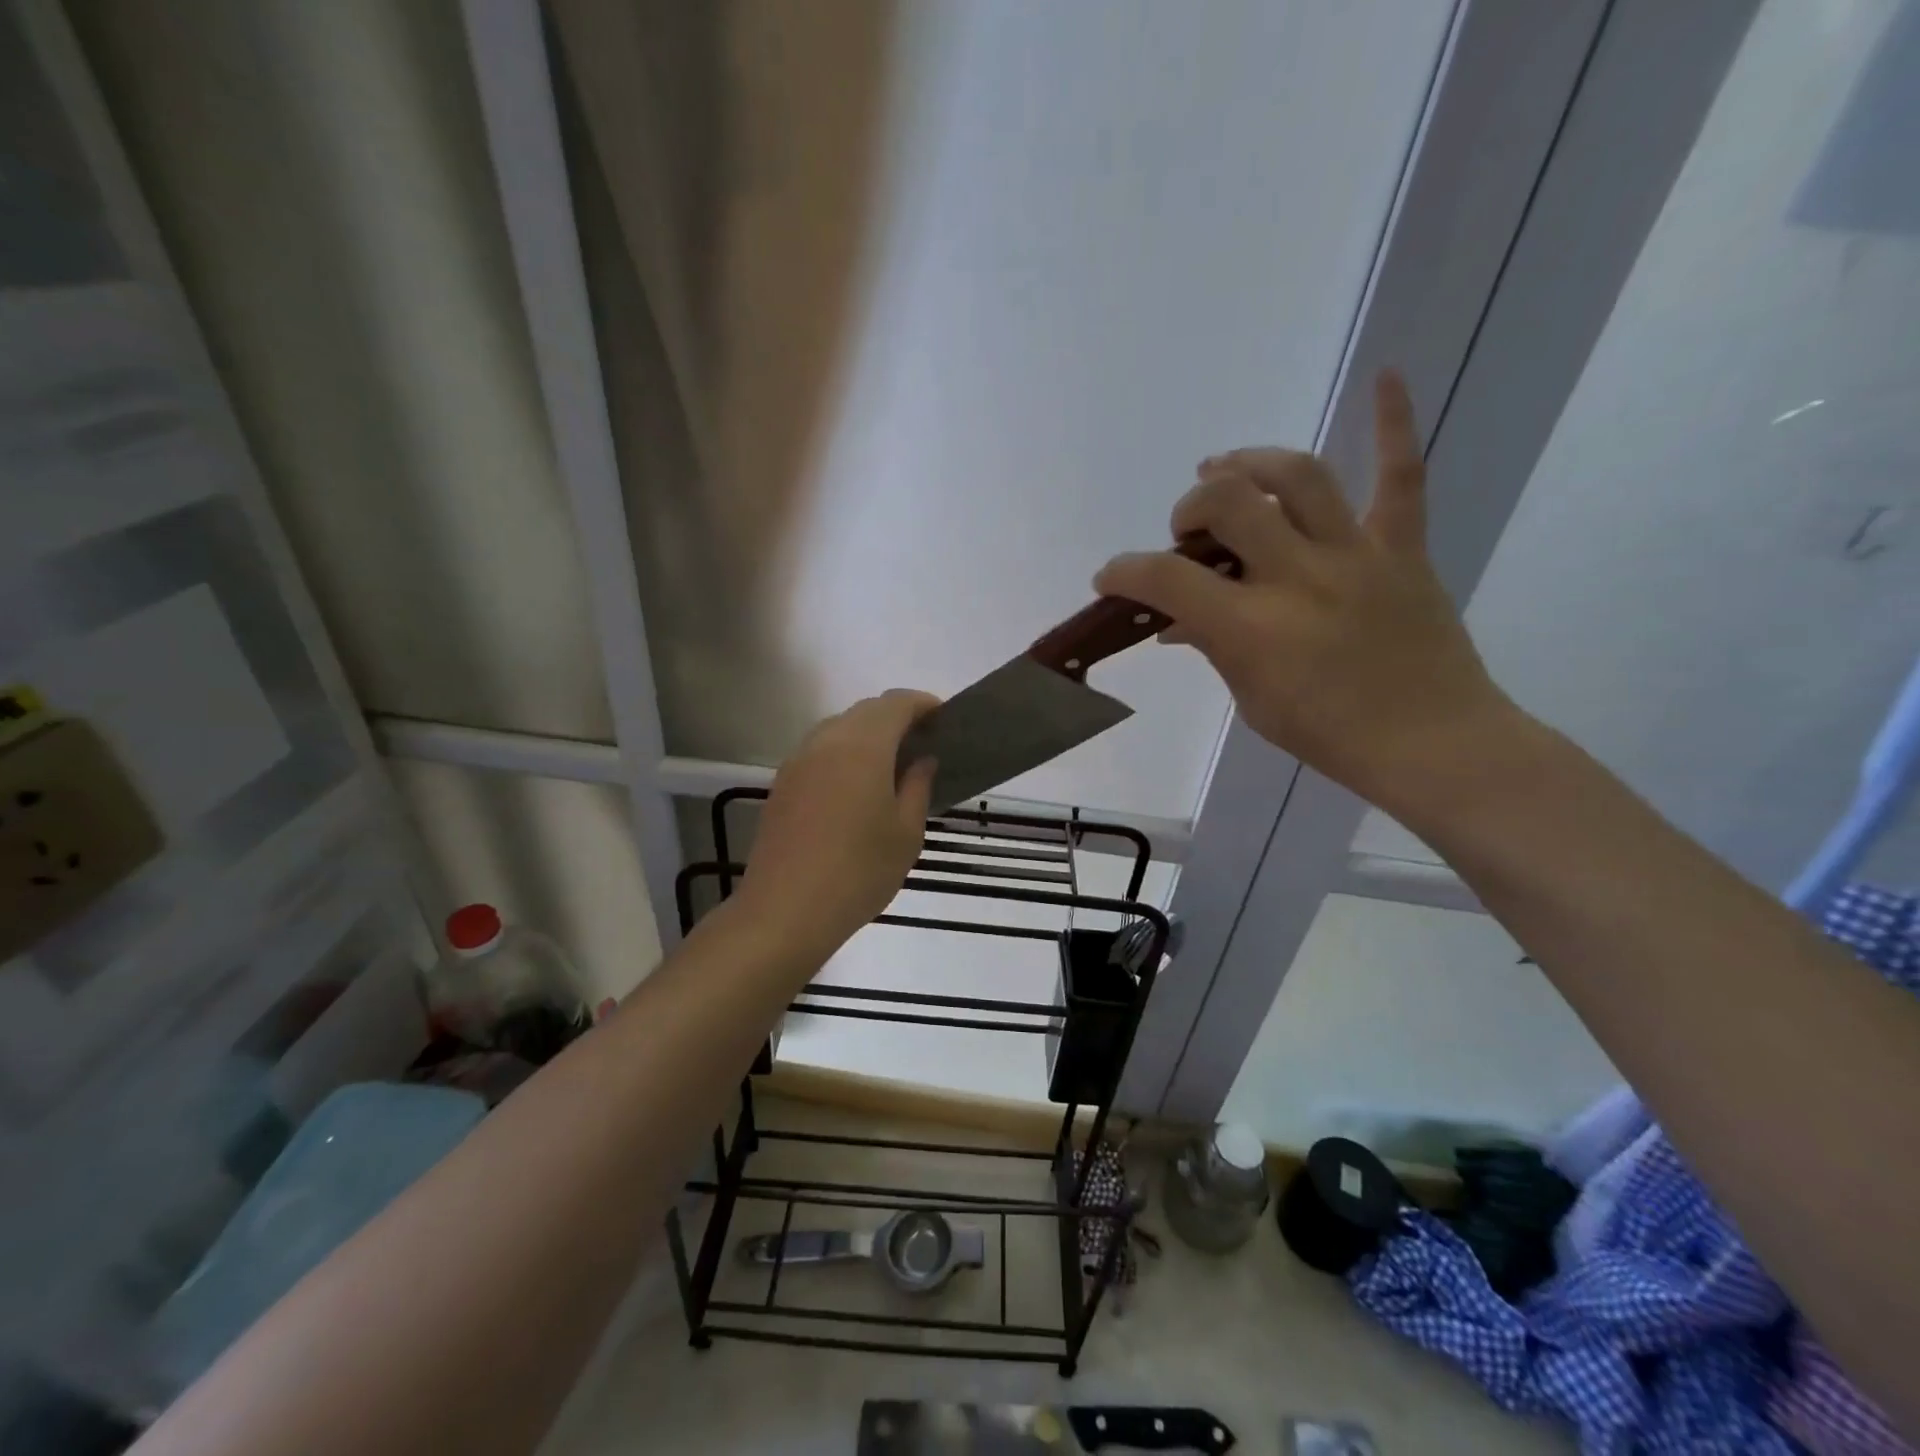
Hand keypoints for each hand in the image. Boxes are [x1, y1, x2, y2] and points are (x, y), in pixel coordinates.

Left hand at [740, 690, 938, 955]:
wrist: (784, 911)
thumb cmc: (858, 872)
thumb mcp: (906, 833)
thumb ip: (917, 787)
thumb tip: (922, 760)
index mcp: (863, 746)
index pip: (896, 703)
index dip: (923, 704)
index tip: (943, 719)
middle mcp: (826, 741)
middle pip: (866, 711)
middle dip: (896, 718)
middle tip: (923, 743)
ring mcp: (798, 761)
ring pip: (839, 729)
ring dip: (868, 735)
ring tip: (892, 765)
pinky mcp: (782, 784)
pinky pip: (820, 751)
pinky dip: (845, 754)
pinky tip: (857, 786)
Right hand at [1094, 370, 1514, 813]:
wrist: (1432, 743)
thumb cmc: (1330, 735)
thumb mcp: (1252, 701)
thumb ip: (1214, 648)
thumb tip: (1178, 621)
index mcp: (1252, 627)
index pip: (1167, 580)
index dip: (1125, 571)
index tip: (1110, 576)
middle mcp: (1297, 576)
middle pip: (1228, 503)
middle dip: (1190, 507)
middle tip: (1188, 532)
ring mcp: (1354, 554)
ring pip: (1297, 476)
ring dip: (1249, 463)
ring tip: (1226, 469)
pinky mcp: (1401, 547)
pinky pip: (1401, 476)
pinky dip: (1393, 424)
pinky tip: (1387, 375)